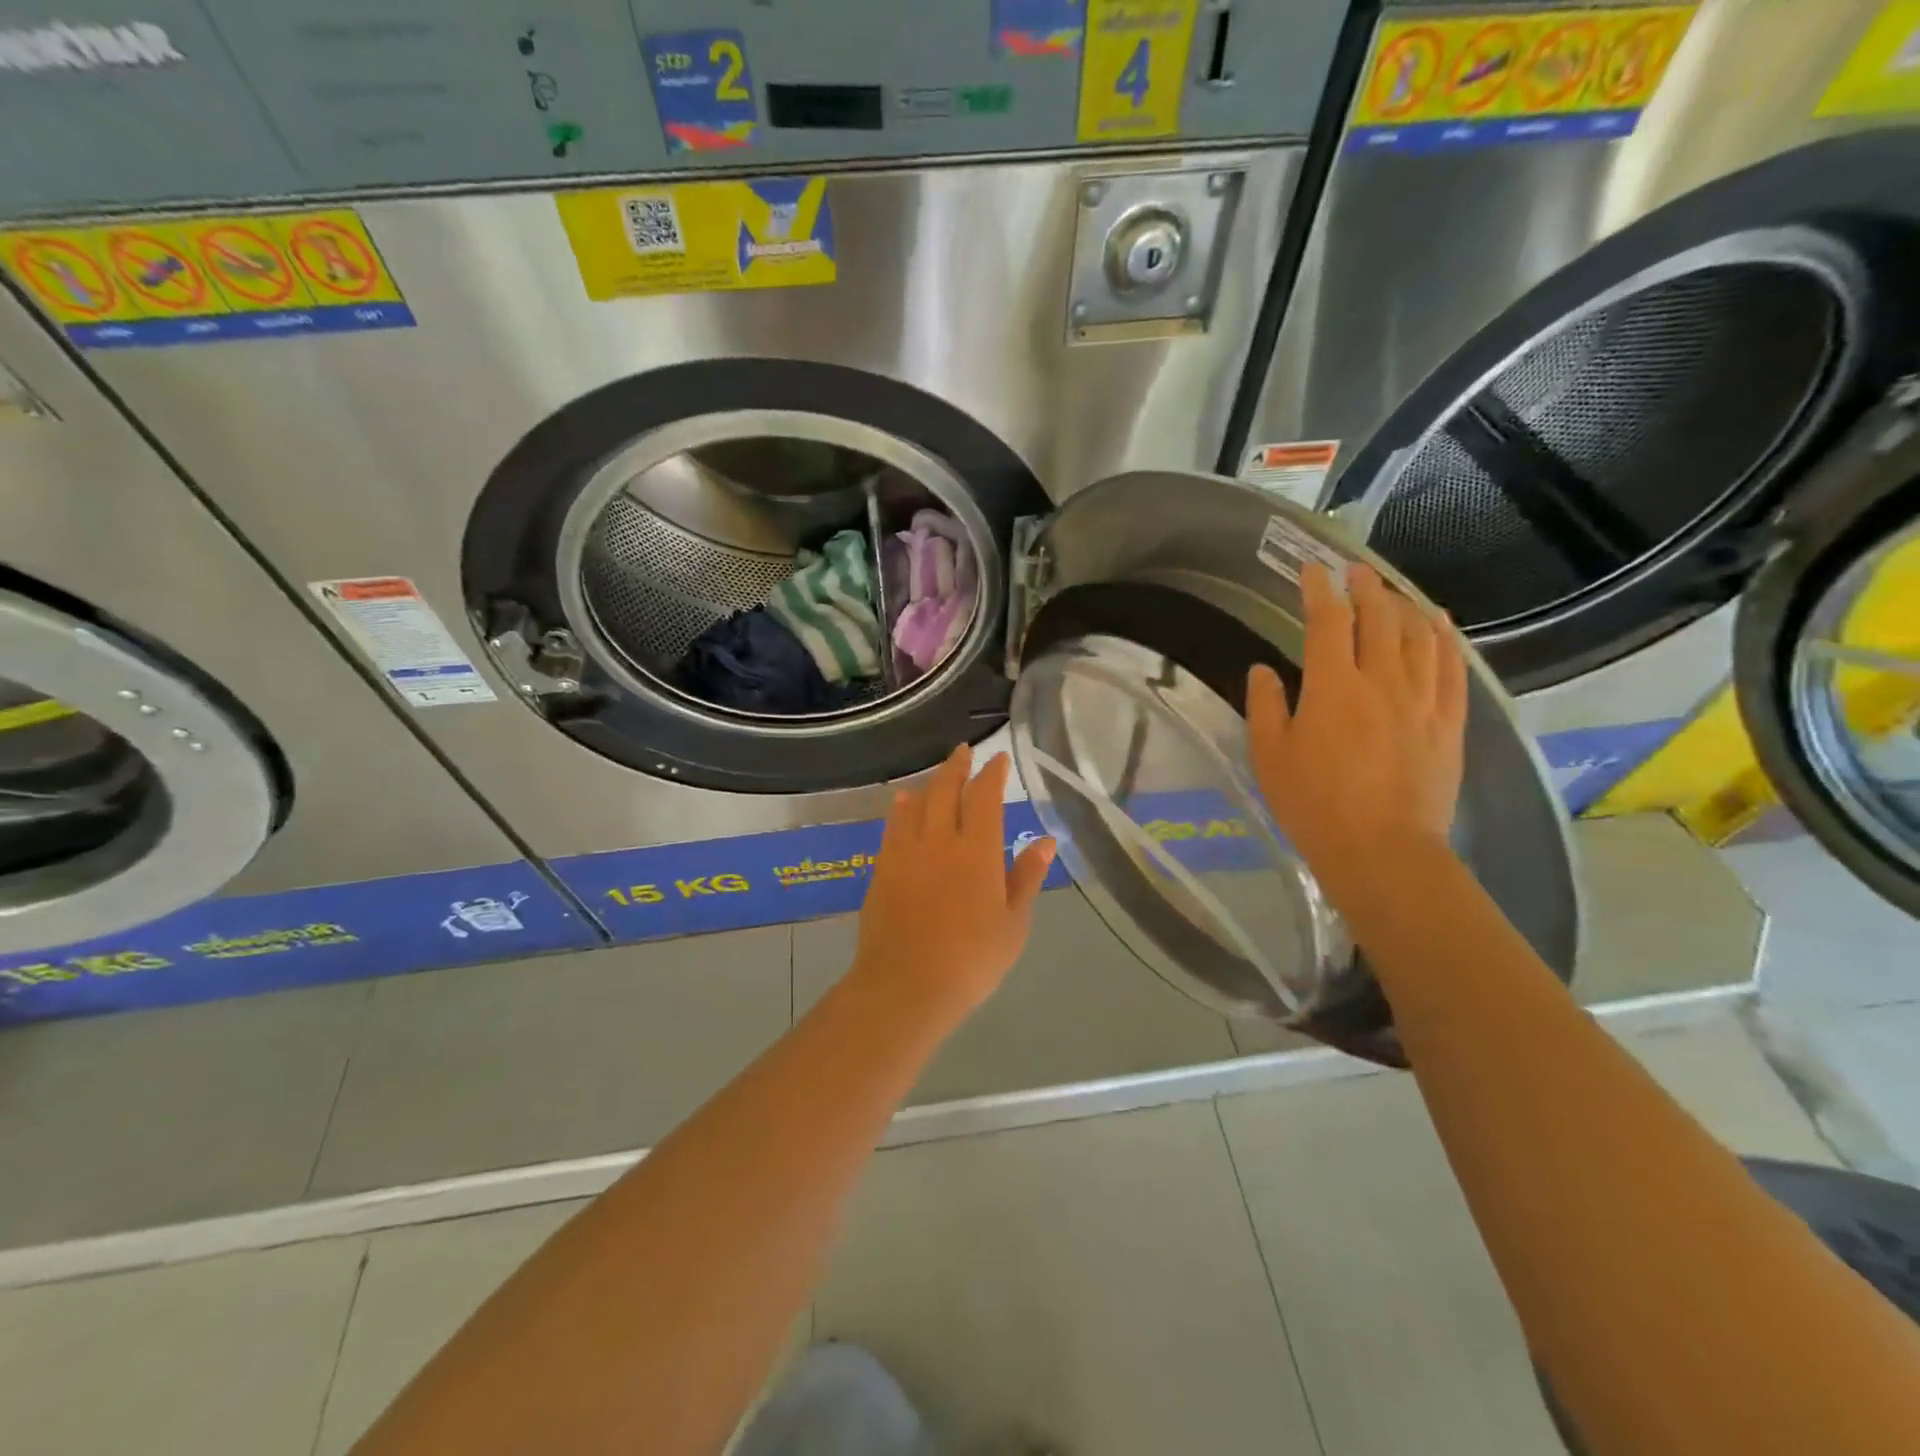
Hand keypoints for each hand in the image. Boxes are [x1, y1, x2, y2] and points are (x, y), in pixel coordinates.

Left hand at [851, 746, 1055, 1027]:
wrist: (906, 985)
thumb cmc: (971, 960)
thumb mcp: (1013, 923)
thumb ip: (1026, 877)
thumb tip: (1045, 841)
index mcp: (977, 851)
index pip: (984, 798)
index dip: (992, 775)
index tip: (998, 760)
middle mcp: (939, 840)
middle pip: (946, 790)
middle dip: (956, 767)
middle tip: (963, 752)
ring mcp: (906, 853)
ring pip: (917, 804)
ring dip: (929, 784)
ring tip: (937, 774)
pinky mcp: (882, 868)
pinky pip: (893, 827)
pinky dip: (901, 810)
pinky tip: (903, 804)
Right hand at [1247, 562, 1467, 889]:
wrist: (1381, 849)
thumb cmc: (1313, 803)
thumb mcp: (1269, 755)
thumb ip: (1265, 705)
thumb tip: (1263, 669)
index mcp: (1333, 686)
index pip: (1327, 621)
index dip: (1318, 590)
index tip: (1312, 570)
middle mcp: (1382, 680)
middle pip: (1380, 618)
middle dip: (1366, 588)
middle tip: (1355, 572)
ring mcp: (1422, 699)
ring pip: (1420, 635)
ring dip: (1405, 605)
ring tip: (1394, 592)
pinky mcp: (1448, 722)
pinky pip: (1453, 667)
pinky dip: (1446, 637)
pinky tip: (1440, 623)